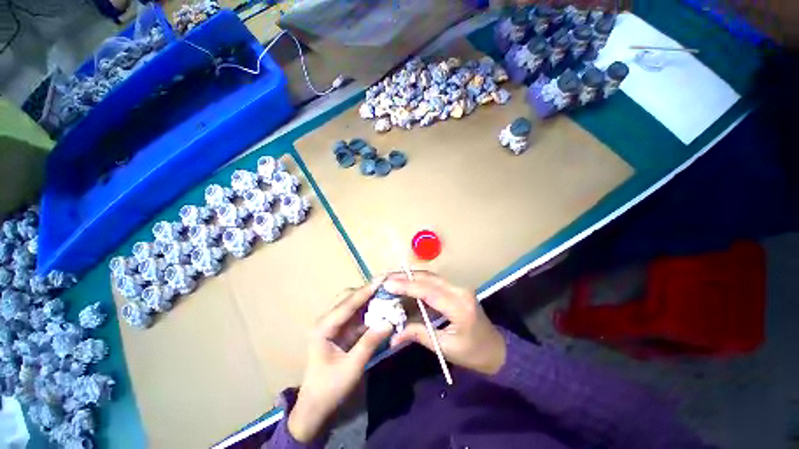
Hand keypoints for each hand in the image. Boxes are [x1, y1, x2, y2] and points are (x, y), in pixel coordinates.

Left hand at [288, 279, 392, 442]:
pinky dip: (368, 310)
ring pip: (352, 304)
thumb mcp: (352, 367)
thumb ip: (370, 343)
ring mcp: (334, 325)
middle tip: (386, 287)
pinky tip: (380, 308)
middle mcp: (327, 321)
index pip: (347, 304)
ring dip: (368, 298)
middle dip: (367, 291)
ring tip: (386, 293)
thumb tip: (389, 322)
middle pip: (348, 298)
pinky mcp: (341, 330)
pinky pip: (356, 315)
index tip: (381, 281)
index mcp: (324, 327)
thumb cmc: (330, 388)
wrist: (316, 406)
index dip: (365, 291)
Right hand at [383, 271, 506, 375]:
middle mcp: (459, 290)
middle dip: (404, 277)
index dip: (406, 286)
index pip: (428, 291)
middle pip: (428, 278)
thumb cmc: (474, 353)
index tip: (387, 284)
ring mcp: (458, 287)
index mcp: (459, 306)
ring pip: (430, 276)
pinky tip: (405, 282)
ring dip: (409, 276)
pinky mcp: (456, 288)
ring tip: (391, 277)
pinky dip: (417, 280)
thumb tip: (393, 336)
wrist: (497, 349)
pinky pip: (433, 281)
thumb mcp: (445, 347)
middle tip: (384, 277)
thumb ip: (419, 335)